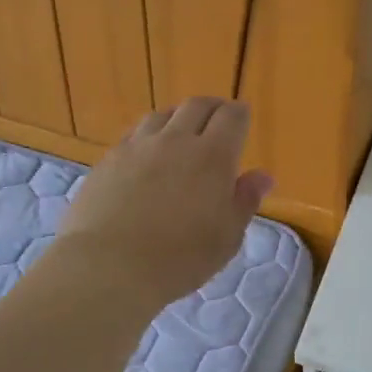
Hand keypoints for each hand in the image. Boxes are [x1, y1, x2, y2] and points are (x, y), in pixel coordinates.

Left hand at [53, 98, 273, 311]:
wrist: (108, 266)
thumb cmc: (179, 258)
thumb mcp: (226, 237)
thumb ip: (245, 201)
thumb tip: (262, 176)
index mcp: (212, 156)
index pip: (232, 116)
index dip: (240, 115)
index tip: (242, 120)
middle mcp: (176, 139)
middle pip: (197, 106)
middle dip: (212, 109)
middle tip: (217, 122)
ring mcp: (138, 146)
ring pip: (162, 115)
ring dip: (178, 118)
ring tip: (181, 134)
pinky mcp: (109, 159)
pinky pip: (135, 134)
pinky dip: (149, 135)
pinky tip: (147, 154)